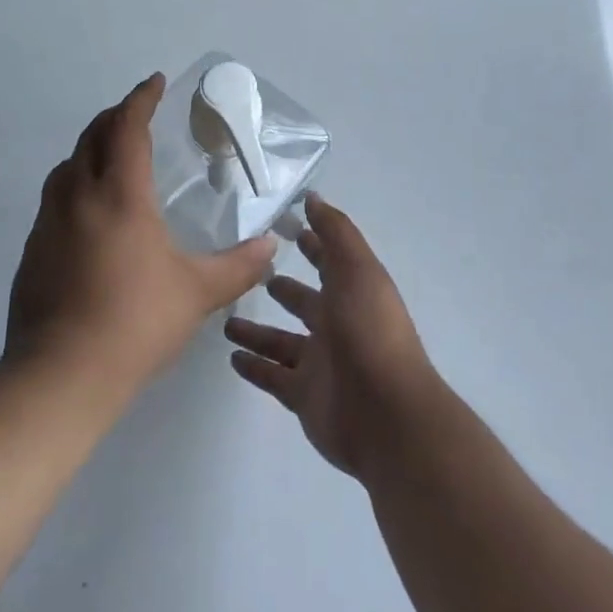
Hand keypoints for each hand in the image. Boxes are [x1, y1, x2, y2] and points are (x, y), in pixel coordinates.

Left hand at [7, 73, 275, 397]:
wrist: (60, 376)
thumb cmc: (135, 323)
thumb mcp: (197, 293)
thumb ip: (238, 266)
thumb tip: (272, 245)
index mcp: (119, 195)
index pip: (128, 128)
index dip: (141, 99)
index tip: (155, 82)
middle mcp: (79, 197)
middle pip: (92, 136)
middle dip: (115, 116)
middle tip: (137, 113)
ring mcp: (49, 223)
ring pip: (67, 165)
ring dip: (91, 148)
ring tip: (113, 157)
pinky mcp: (33, 250)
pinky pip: (55, 198)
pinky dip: (75, 184)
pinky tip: (91, 213)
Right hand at [224, 194, 438, 481]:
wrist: (387, 414)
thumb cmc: (370, 330)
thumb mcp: (357, 269)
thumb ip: (334, 232)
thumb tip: (312, 197)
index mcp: (352, 292)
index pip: (328, 260)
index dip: (310, 243)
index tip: (281, 226)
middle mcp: (337, 324)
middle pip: (304, 302)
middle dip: (282, 288)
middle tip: (247, 274)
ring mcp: (320, 363)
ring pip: (281, 341)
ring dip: (257, 331)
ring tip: (225, 319)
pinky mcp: (304, 397)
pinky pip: (273, 377)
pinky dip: (254, 367)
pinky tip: (231, 357)